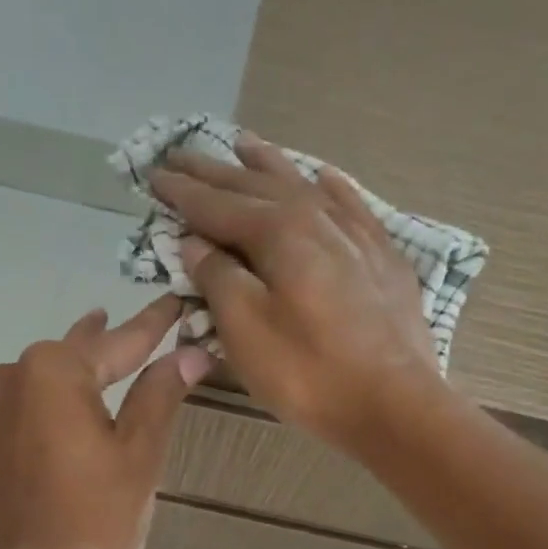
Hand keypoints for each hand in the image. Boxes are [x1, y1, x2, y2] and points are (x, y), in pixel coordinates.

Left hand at [0, 296, 211, 548]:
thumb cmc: (92, 515)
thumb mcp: (138, 453)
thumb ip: (160, 394)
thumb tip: (191, 353)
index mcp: (55, 370)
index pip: (119, 341)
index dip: (154, 324)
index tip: (175, 300)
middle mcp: (13, 375)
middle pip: (77, 353)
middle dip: (111, 341)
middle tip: (142, 326)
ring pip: (45, 376)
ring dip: (77, 369)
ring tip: (102, 357)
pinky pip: (23, 403)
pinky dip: (50, 398)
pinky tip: (65, 406)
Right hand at [150, 135, 450, 452]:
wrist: (394, 403)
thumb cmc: (308, 372)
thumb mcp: (245, 330)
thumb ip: (217, 277)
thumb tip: (196, 242)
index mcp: (278, 233)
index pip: (217, 205)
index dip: (182, 191)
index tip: (153, 173)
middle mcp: (317, 218)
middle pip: (257, 186)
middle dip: (215, 172)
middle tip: (182, 154)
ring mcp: (356, 234)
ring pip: (303, 186)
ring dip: (268, 165)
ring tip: (243, 145)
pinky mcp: (382, 257)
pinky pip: (350, 205)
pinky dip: (330, 187)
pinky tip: (323, 177)